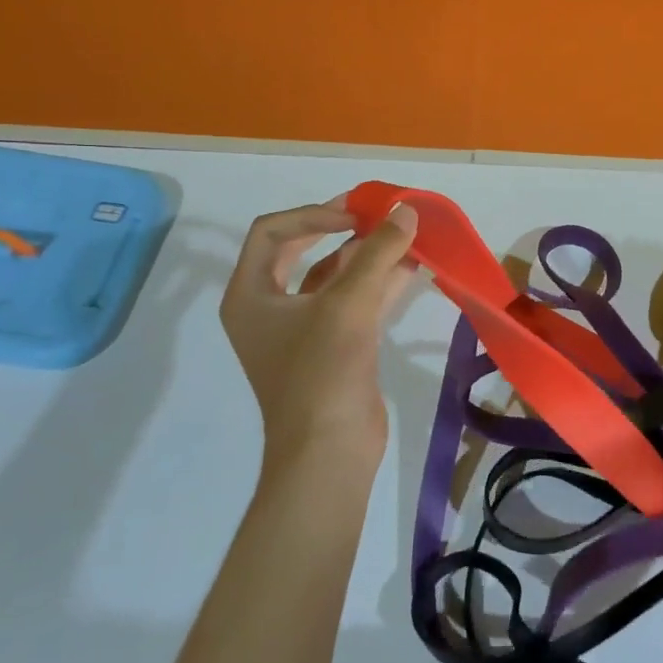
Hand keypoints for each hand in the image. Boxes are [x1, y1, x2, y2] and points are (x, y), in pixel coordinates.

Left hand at [220, 199, 418, 465]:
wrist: (330, 451)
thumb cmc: (323, 371)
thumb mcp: (349, 303)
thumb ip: (378, 251)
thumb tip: (406, 211)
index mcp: (250, 295)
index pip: (272, 232)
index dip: (313, 214)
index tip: (355, 217)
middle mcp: (269, 308)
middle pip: (300, 250)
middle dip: (339, 229)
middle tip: (374, 213)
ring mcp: (301, 330)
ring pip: (332, 277)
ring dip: (365, 255)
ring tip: (401, 235)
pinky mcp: (332, 348)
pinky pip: (352, 302)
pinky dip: (379, 282)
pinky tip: (411, 267)